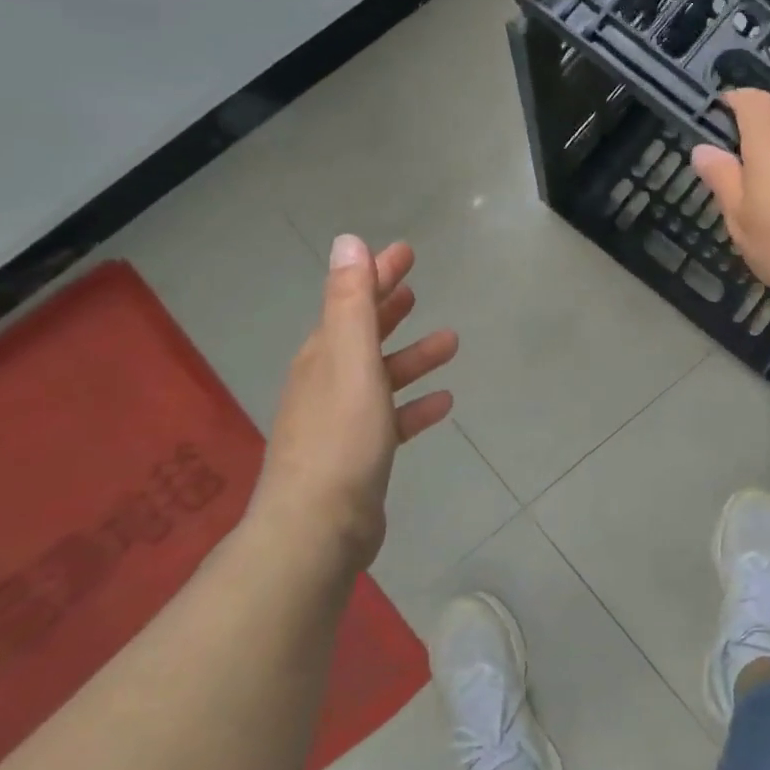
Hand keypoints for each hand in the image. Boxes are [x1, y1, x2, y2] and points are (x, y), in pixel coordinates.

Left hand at [249, 236, 457, 570]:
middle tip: (416, 286)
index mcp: (323, 355)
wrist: (318, 527)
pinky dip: (415, 405)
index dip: (376, 274)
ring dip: (412, 356)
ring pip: (382, 375)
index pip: (350, 300)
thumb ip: (352, 303)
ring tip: (451, 341)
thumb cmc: (341, 437)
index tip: (404, 252)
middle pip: (363, 334)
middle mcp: (327, 382)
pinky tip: (443, 402)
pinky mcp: (360, 454)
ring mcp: (342, 420)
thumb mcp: (349, 359)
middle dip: (389, 308)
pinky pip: (393, 418)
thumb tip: (347, 242)